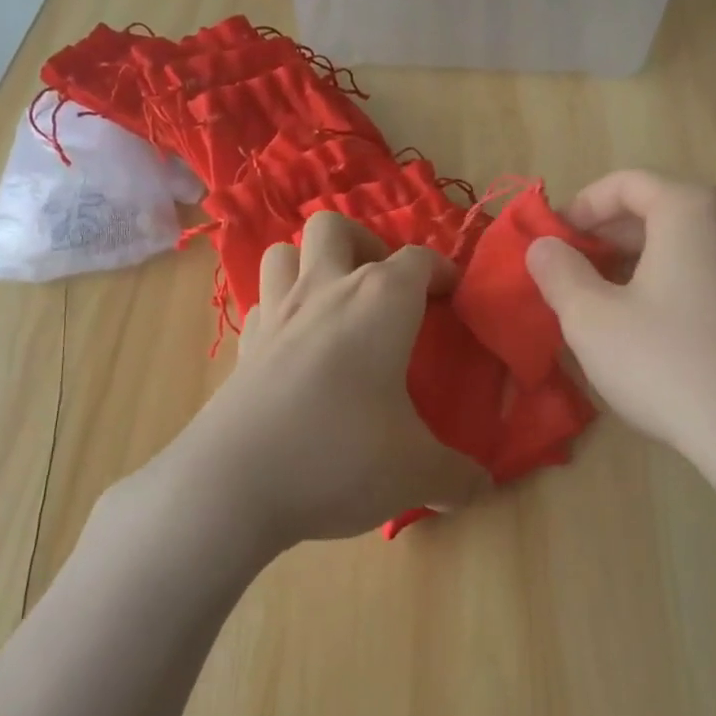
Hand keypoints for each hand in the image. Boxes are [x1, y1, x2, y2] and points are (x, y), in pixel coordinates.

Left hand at [139, 213, 487, 552]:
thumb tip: (483, 488)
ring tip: (334, 305)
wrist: (232, 485)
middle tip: (383, 290)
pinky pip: (262, 304)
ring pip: (284, 252)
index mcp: (380, 303)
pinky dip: (281, 311)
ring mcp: (276, 315)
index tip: (452, 295)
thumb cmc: (340, 456)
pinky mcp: (242, 347)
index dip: (441, 271)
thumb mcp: (415, 472)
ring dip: (311, 265)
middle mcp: (326, 291)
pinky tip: (295, 347)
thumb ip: (456, 476)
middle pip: (335, 228)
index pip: (419, 260)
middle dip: (364, 244)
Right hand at [525, 171, 715, 483]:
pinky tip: (647, 326)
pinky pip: (707, 272)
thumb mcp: (591, 318)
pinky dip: (668, 281)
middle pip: (657, 209)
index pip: (626, 183)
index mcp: (691, 210)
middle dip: (606, 236)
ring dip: (635, 261)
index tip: (552, 240)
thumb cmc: (667, 363)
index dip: (580, 206)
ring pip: (683, 243)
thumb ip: (558, 272)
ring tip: (601, 300)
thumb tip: (543, 247)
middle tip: (570, 271)